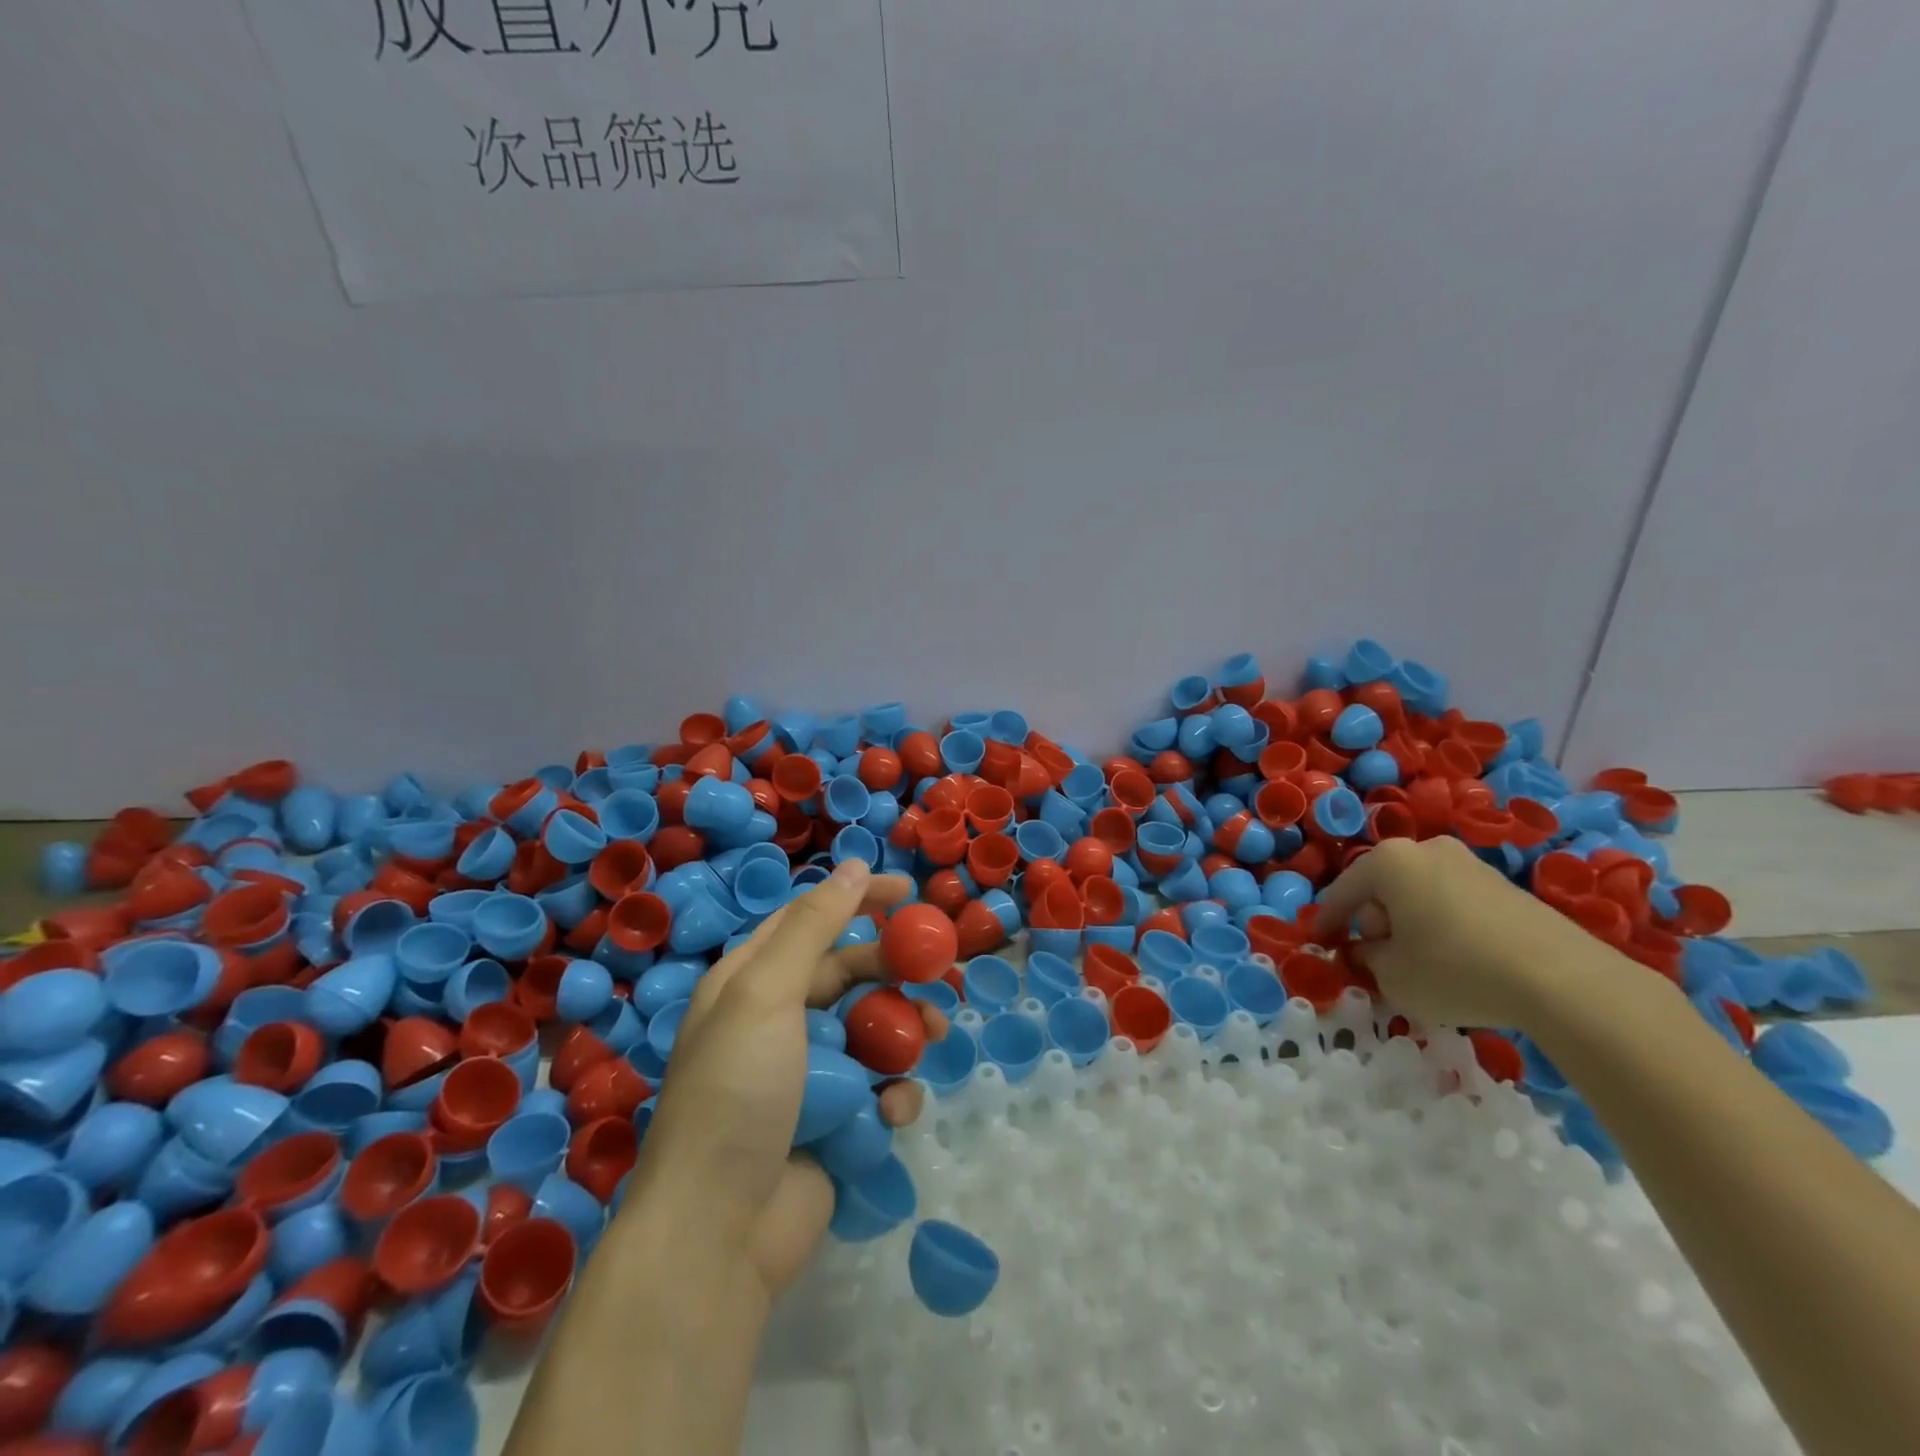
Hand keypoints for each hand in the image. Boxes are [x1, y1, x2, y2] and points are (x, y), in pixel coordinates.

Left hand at [628, 860, 945, 1299]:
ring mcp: (806, 1076)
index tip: (908, 891)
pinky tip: (893, 1109)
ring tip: (933, 1036)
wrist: (717, 1234)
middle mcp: (777, 1022)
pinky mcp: (832, 1123)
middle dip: (894, 971)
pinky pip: (875, 1090)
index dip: (858, 899)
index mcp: (750, 983)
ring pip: (870, 1031)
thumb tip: (855, 865)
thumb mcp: (767, 993)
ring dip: (905, 1030)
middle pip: (848, 975)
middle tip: (937, 971)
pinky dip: (891, 1094)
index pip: (810, 921)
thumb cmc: (737, 1093)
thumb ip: (814, 927)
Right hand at [1316, 836, 1613, 1032]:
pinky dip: (1444, 926)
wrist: (1564, 980)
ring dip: (1410, 923)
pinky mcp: (1506, 886)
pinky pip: (1454, 903)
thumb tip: (1369, 951)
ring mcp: (1470, 864)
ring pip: (1419, 893)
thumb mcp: (1392, 976)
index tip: (1321, 947)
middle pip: (1382, 888)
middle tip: (1375, 957)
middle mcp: (1426, 850)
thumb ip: (1367, 959)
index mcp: (1388, 862)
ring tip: (1419, 962)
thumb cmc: (1455, 969)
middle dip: (1373, 921)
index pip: (1341, 892)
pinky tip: (1458, 960)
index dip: (1327, 924)